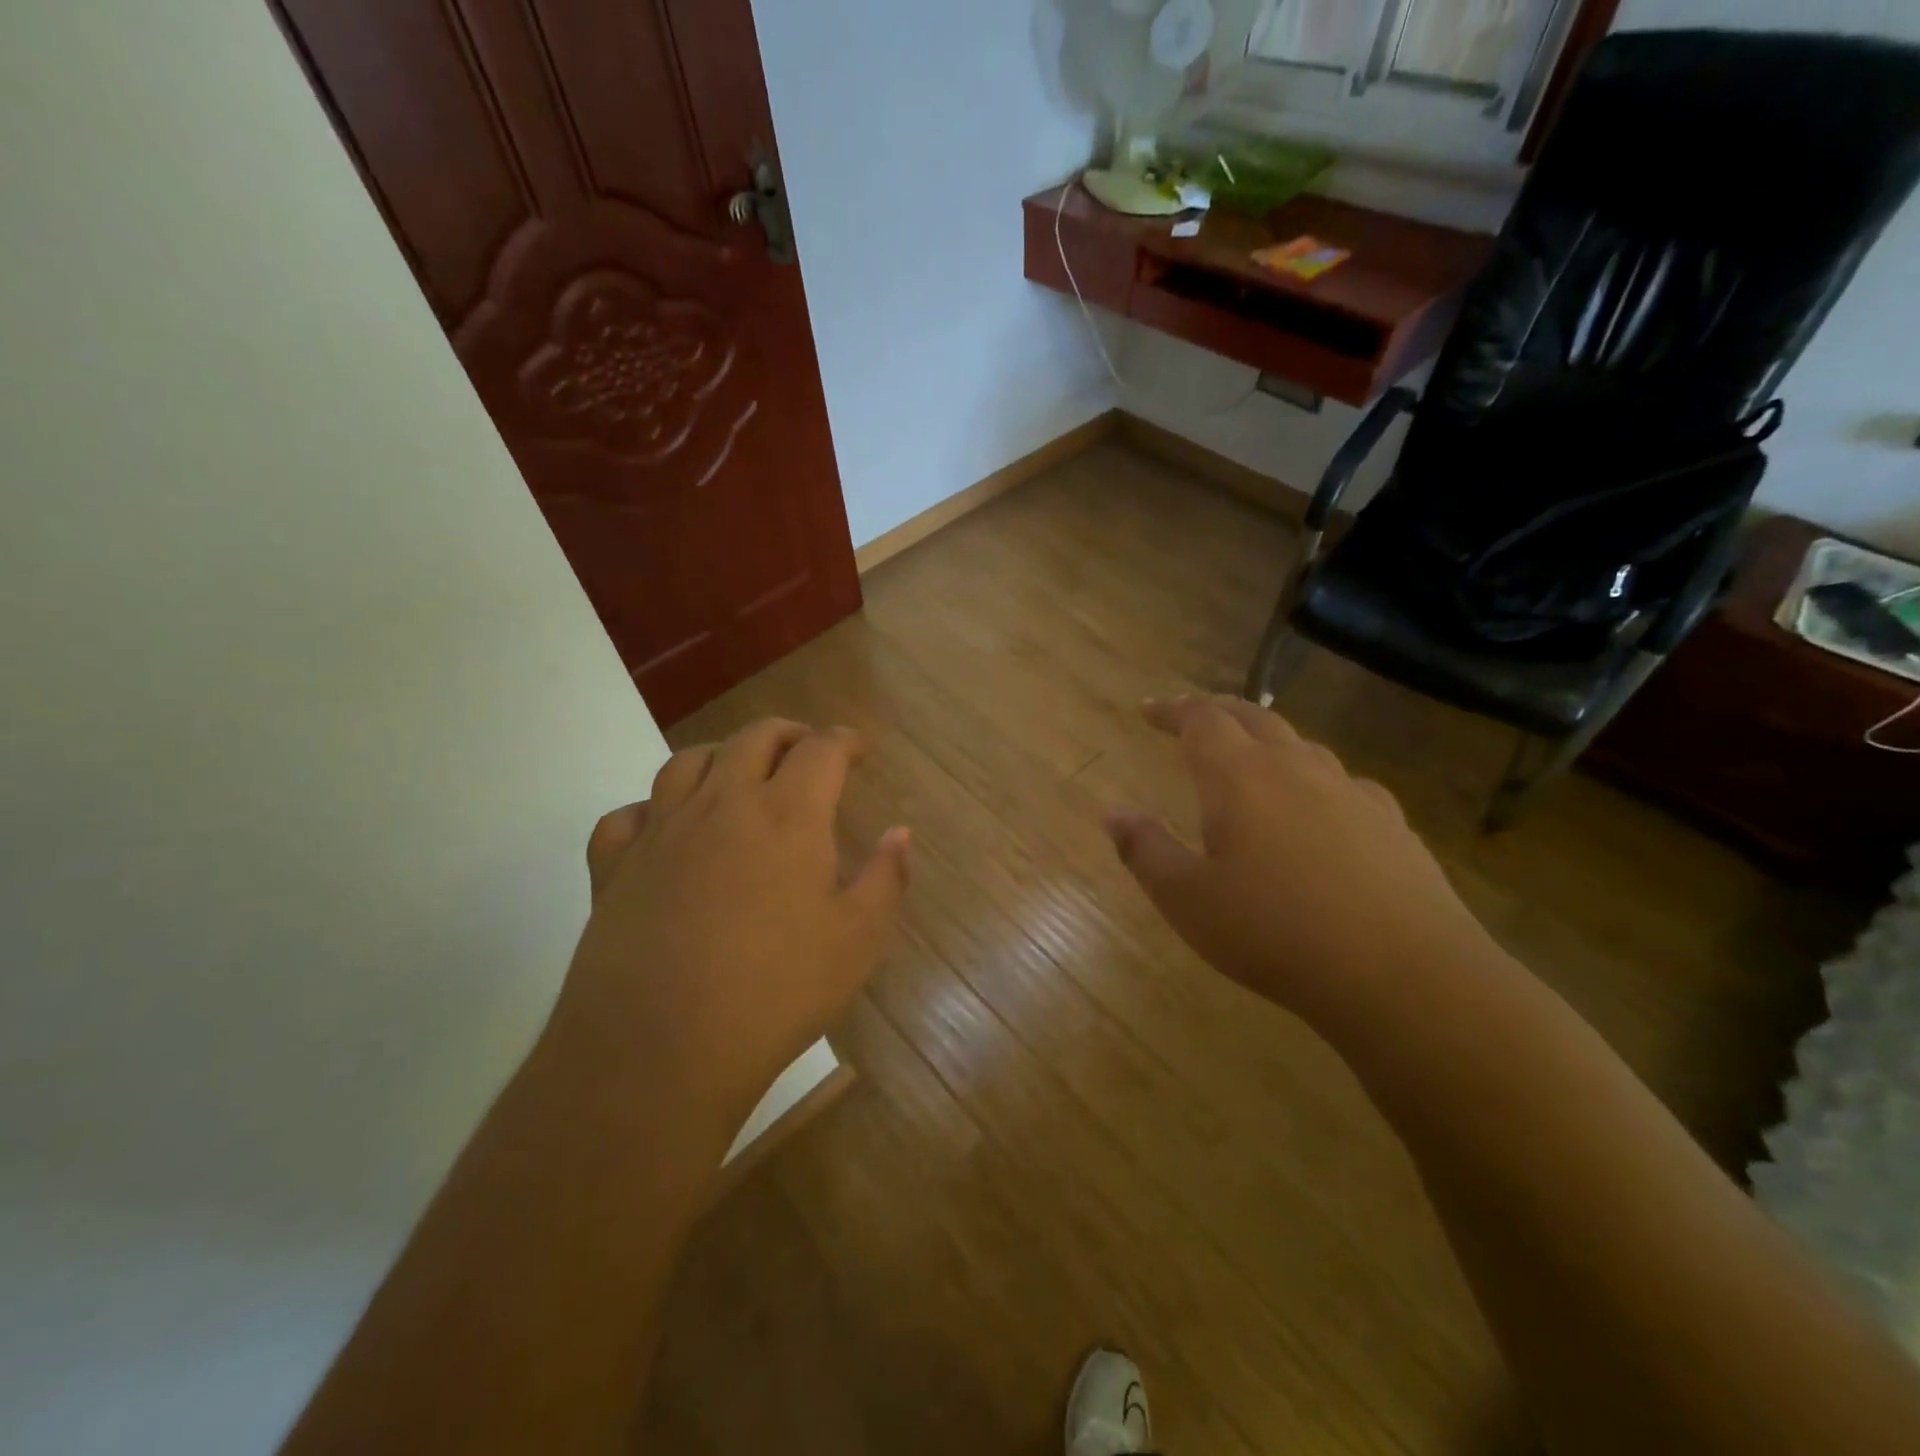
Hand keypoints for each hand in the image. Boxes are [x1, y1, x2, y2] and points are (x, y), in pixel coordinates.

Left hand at [545, 719, 909, 1136]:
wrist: (659, 1048)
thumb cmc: (775, 992)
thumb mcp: (857, 942)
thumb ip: (885, 879)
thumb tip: (900, 833)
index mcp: (787, 816)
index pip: (821, 751)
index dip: (844, 741)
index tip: (857, 748)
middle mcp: (722, 805)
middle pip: (754, 739)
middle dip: (788, 734)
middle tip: (806, 750)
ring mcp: (661, 831)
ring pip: (687, 762)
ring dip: (722, 755)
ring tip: (738, 772)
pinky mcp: (614, 866)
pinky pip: (628, 815)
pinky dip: (652, 808)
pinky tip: (665, 828)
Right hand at [1106, 696, 1500, 1034]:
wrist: (1403, 973)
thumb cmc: (1274, 932)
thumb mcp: (1187, 899)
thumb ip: (1145, 850)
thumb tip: (1113, 814)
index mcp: (1240, 777)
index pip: (1201, 720)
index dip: (1172, 709)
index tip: (1148, 709)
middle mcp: (1295, 767)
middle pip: (1253, 716)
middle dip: (1217, 710)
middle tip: (1192, 715)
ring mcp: (1350, 791)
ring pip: (1300, 744)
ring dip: (1266, 739)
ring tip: (1250, 757)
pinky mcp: (1391, 822)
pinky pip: (1342, 782)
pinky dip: (1314, 779)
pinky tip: (1319, 807)